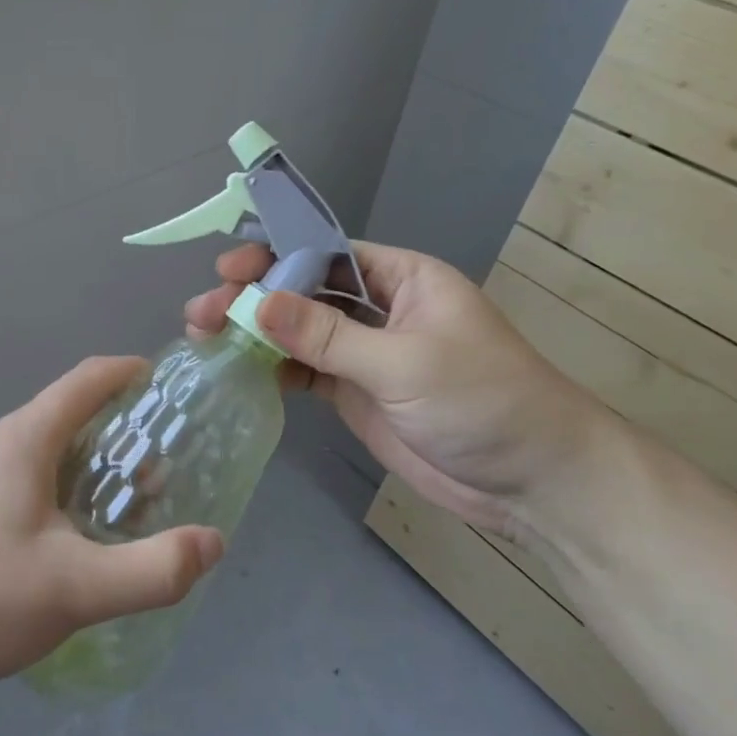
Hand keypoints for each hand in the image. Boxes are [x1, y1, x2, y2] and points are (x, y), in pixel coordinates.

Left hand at [0, 357, 225, 695]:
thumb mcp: (75, 589)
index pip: (90, 378)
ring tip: (123, 516)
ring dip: (91, 471)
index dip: (133, 374)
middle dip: (122, 436)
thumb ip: (152, 569)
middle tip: (162, 476)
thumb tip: (211, 542)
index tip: (170, 392)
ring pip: (46, 453)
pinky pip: (23, 480)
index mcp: (27, 437)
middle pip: (71, 416)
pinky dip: (60, 493)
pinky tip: (67, 546)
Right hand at [185, 243, 611, 533]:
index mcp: (402, 278)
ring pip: (298, 330)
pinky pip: (305, 369)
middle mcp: (379, 308)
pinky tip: (237, 367)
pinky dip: (272, 367)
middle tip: (203, 311)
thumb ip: (329, 335)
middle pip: (304, 290)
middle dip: (253, 295)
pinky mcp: (356, 391)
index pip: (326, 253)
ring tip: (204, 336)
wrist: (533, 482)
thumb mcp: (405, 362)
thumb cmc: (483, 401)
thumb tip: (257, 304)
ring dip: (254, 332)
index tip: (228, 268)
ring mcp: (365, 352)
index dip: (275, 254)